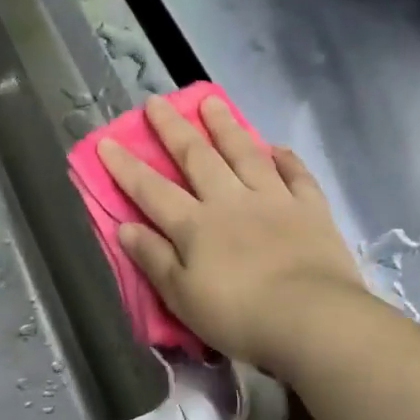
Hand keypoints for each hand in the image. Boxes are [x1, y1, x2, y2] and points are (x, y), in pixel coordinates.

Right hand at [98, 95, 371, 377]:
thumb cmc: (239, 316)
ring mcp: (274, 200)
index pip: (152, 190)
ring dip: (226, 127)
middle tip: (158, 102)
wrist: (311, 318)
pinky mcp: (310, 209)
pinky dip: (286, 159)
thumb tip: (125, 227)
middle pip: (197, 158)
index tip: (108, 140)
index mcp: (196, 226)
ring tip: (212, 102)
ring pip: (245, 154)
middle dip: (174, 129)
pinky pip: (297, 175)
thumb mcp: (183, 297)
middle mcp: (231, 201)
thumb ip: (154, 259)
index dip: (127, 167)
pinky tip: (277, 147)